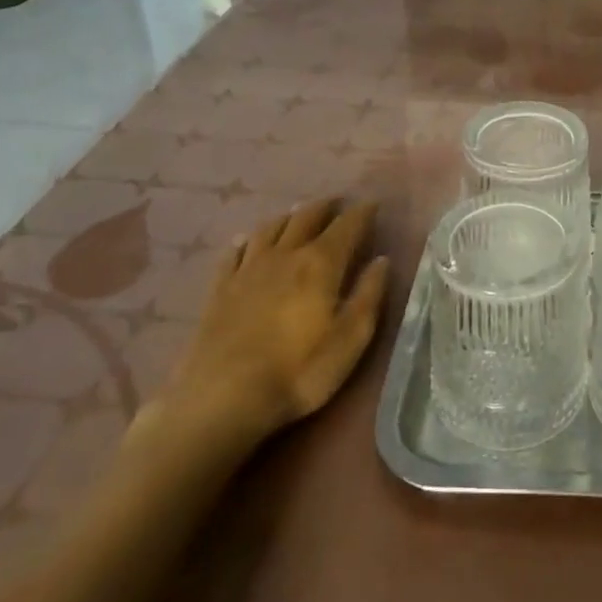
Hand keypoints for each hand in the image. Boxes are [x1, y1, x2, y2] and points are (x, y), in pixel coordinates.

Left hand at [151, 198, 388, 463]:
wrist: (222, 398)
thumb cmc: (299, 371)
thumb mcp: (351, 339)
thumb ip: (369, 295)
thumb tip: (382, 260)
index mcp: (320, 263)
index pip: (347, 226)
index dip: (362, 213)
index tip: (373, 204)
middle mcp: (285, 255)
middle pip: (306, 218)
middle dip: (325, 207)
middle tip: (337, 203)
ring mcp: (248, 269)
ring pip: (270, 228)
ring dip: (289, 216)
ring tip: (298, 214)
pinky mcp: (220, 288)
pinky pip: (234, 252)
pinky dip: (247, 240)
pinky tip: (247, 240)